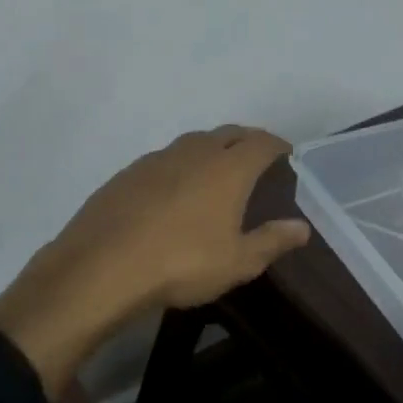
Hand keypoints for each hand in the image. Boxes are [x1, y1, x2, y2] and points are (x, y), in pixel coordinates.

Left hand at [0, 126, 309, 393]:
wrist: (101, 268)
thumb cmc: (181, 264)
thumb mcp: (236, 262)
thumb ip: (271, 241)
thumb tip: (301, 227)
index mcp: (226, 169)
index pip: (260, 143)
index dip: (277, 145)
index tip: (286, 153)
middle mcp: (193, 153)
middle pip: (227, 134)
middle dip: (245, 140)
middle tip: (256, 158)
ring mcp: (155, 159)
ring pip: (192, 143)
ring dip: (210, 150)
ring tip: (216, 171)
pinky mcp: (127, 174)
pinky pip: (163, 159)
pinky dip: (179, 166)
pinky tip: (174, 190)